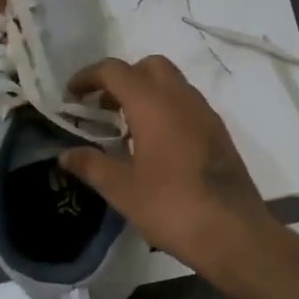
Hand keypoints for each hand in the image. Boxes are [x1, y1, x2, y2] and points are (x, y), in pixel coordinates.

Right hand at [58, 55, 276, 269]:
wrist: (233, 232)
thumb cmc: (171, 206)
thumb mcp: (122, 189)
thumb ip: (91, 165)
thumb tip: (65, 154)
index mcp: (153, 104)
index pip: (115, 71)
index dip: (89, 76)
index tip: (72, 95)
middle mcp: (181, 98)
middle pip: (149, 66)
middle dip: (122, 78)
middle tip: (103, 108)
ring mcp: (205, 113)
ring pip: (172, 83)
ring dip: (146, 92)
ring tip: (126, 128)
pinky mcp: (219, 132)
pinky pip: (187, 104)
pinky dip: (166, 108)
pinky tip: (156, 144)